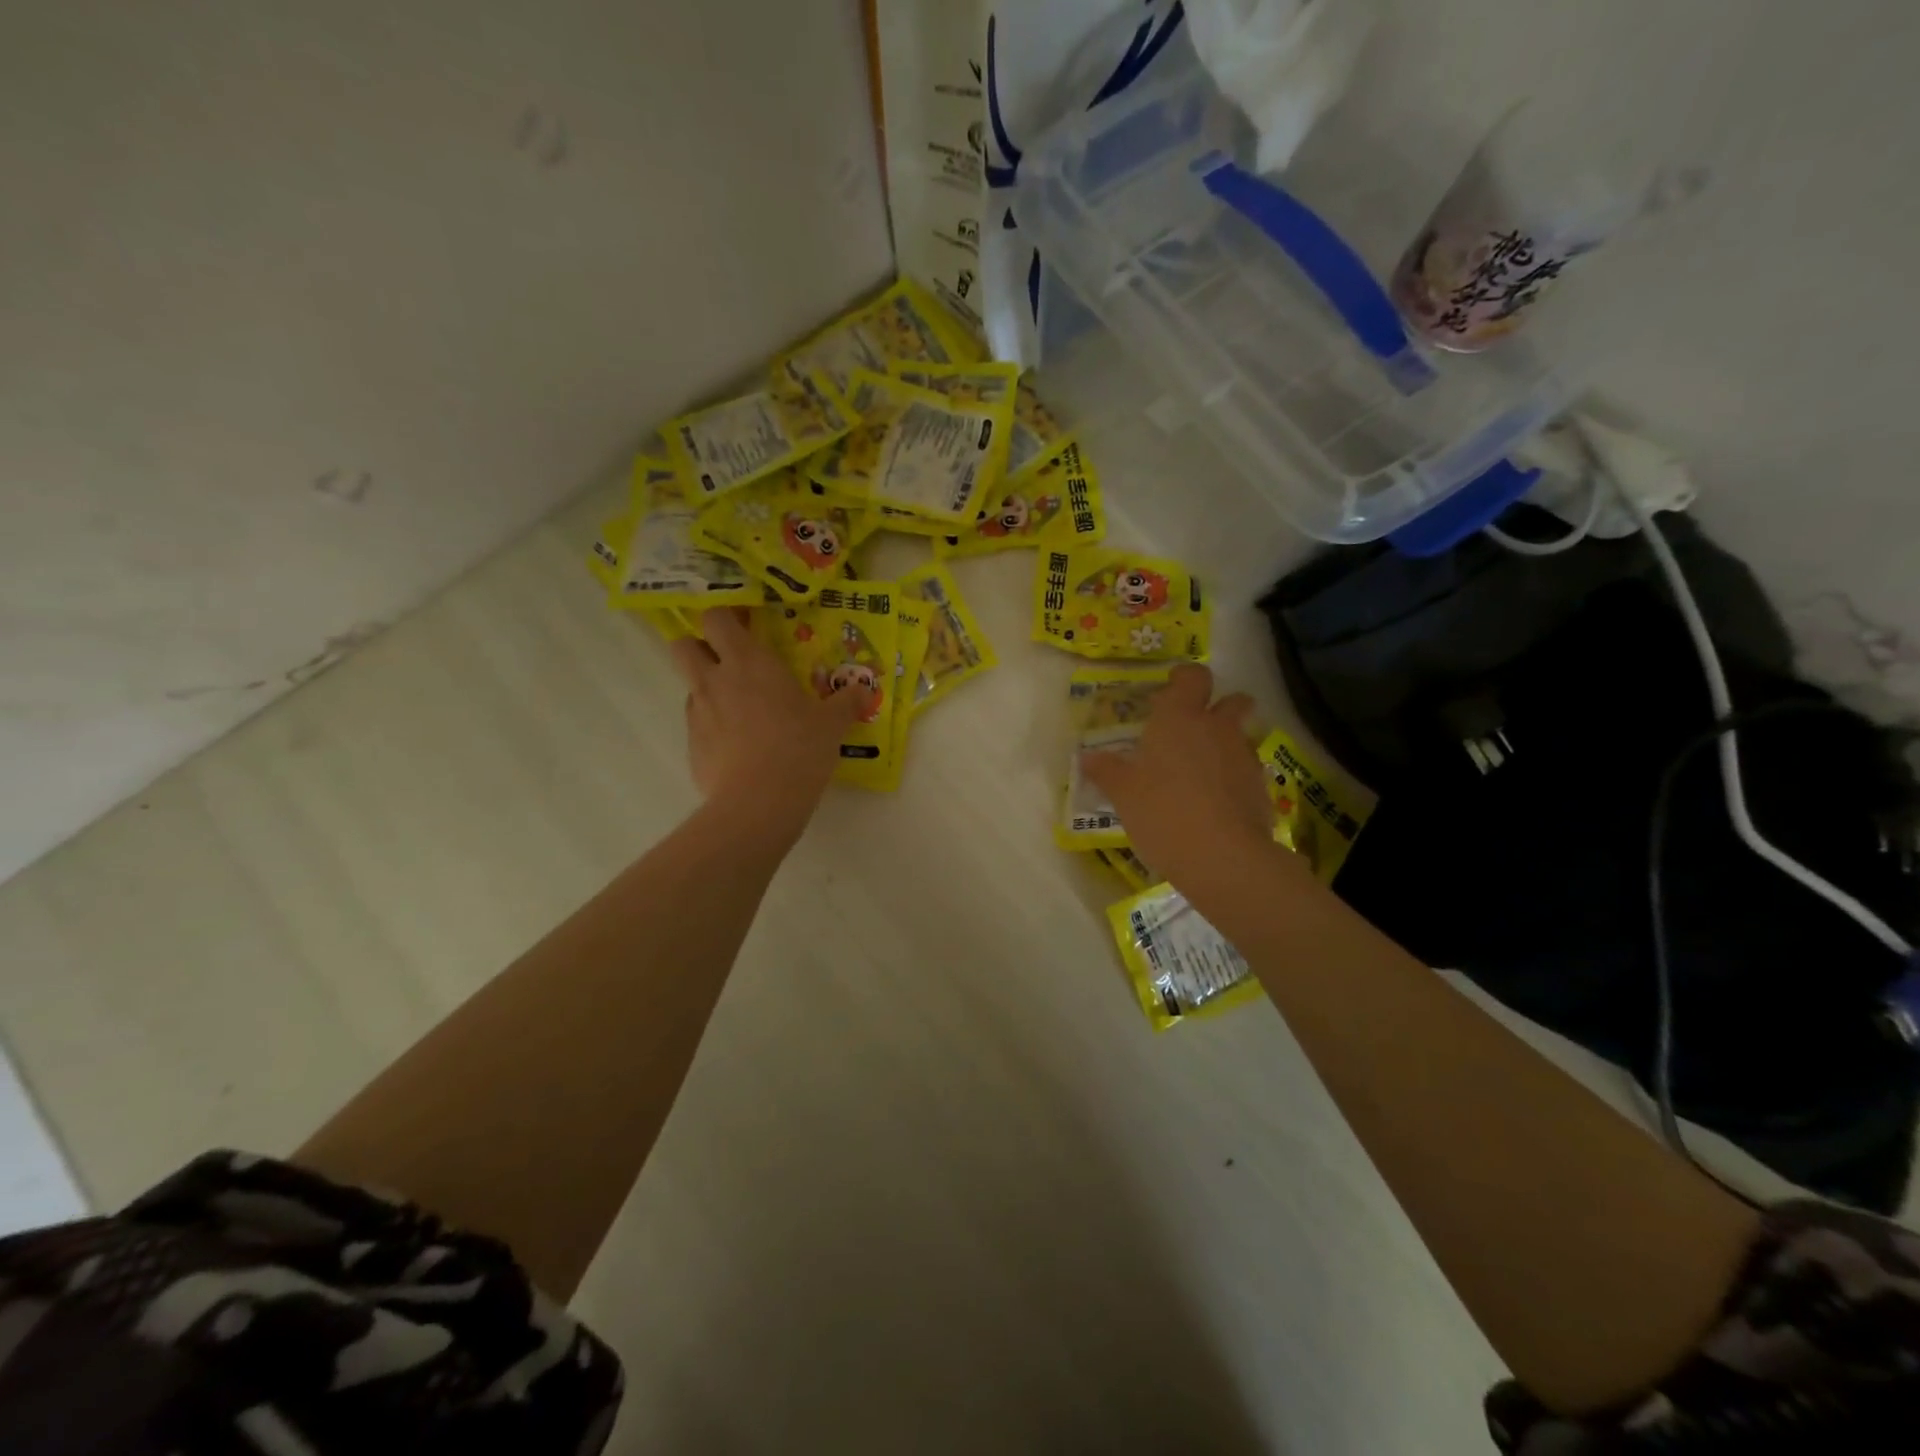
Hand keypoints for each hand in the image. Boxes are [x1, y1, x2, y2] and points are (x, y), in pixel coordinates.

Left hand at [670, 609, 867, 842]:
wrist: (759, 801)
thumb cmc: (799, 748)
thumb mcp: (832, 724)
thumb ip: (845, 703)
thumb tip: (864, 690)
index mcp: (749, 661)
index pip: (716, 618)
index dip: (725, 618)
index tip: (745, 626)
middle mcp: (715, 679)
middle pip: (683, 645)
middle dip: (699, 646)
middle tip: (729, 662)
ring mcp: (697, 713)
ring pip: (689, 686)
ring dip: (708, 688)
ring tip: (740, 710)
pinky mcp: (691, 745)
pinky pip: (697, 724)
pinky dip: (712, 727)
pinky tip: (738, 746)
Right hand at [1082, 665, 1270, 886]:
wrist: (1222, 856)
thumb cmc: (1162, 812)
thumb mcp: (1123, 794)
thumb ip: (1106, 771)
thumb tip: (1087, 757)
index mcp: (1179, 718)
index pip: (1193, 677)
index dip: (1185, 679)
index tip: (1172, 690)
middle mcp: (1216, 728)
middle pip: (1233, 700)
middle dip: (1221, 706)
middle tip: (1196, 728)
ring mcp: (1243, 757)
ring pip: (1240, 737)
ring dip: (1226, 745)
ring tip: (1201, 773)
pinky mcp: (1260, 788)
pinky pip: (1246, 771)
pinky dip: (1234, 779)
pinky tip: (1216, 803)